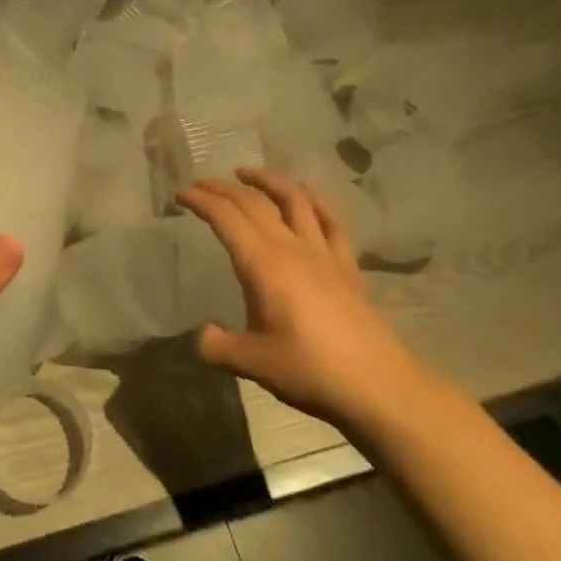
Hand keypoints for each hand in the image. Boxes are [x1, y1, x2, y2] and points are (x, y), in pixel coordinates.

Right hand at [177, 167, 434, 429]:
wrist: (379, 387)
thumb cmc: (310, 370)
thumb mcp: (252, 363)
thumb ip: (219, 346)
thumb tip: (204, 335)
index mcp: (263, 264)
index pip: (225, 217)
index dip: (201, 200)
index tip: (181, 195)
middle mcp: (291, 247)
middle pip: (253, 202)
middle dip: (223, 187)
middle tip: (202, 184)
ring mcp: (323, 254)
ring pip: (293, 200)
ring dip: (267, 180)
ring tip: (247, 173)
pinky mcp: (347, 267)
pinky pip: (330, 222)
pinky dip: (316, 201)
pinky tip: (307, 193)